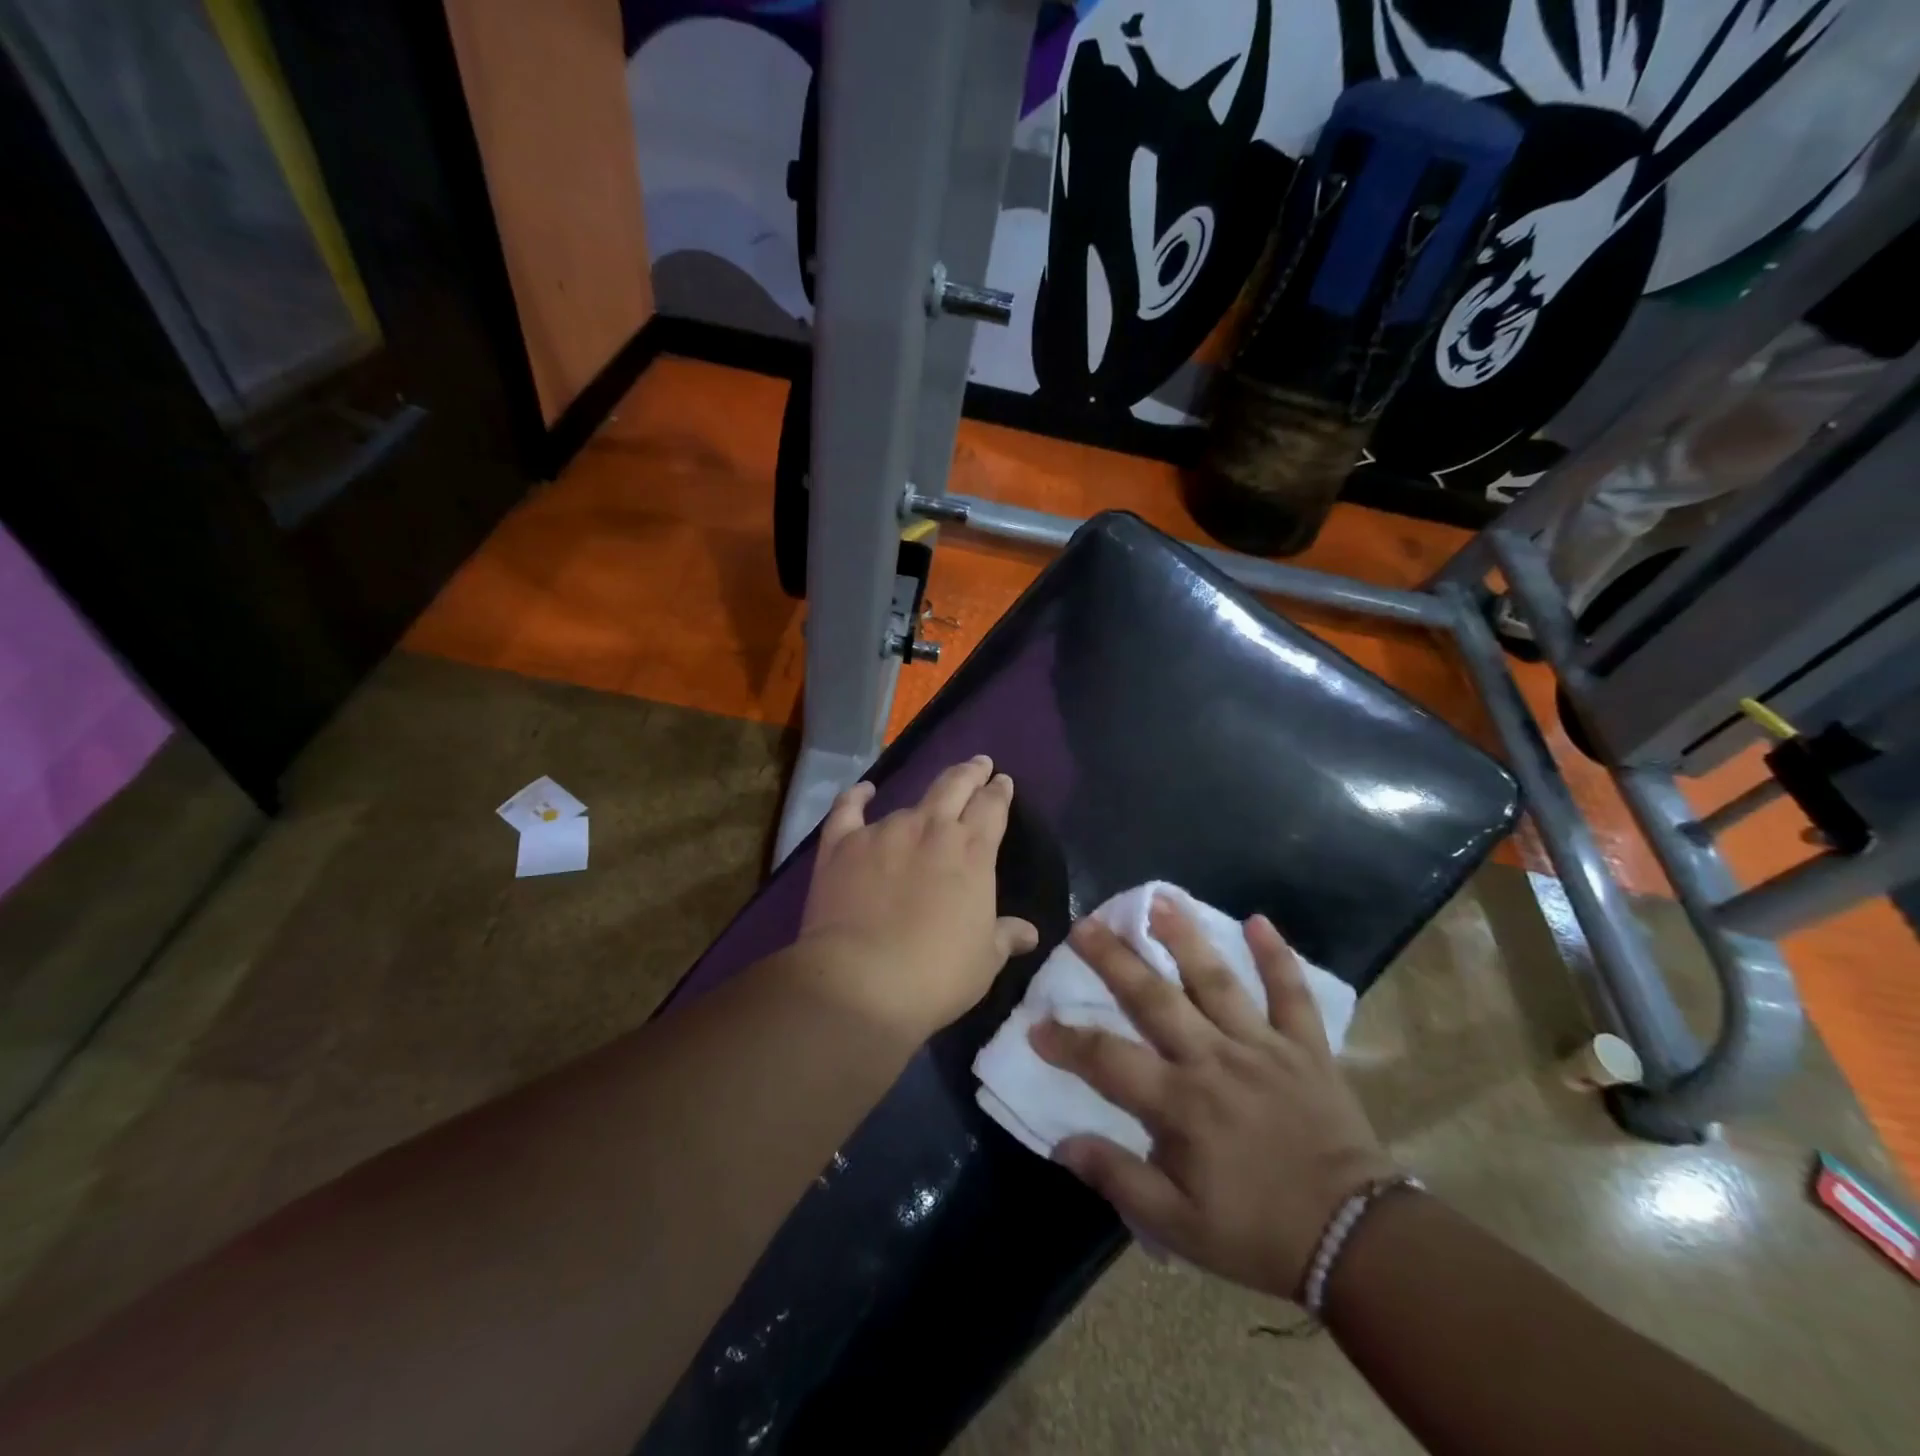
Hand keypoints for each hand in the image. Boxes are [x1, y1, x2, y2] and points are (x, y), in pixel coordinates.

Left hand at [796, 756, 1038, 1042]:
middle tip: (978, 764)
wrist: (859, 982)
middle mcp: (930, 829)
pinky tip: (864, 791)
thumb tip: (1029, 932)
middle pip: (955, 786)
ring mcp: (883, 832)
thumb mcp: (983, 961)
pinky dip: (856, 797)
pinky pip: (848, 810)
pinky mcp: (842, 844)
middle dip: (970, 773)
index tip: (1002, 781)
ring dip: (923, 800)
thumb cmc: (935, 975)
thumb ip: (1005, 936)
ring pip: (909, 802)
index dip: (999, 792)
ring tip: (927, 801)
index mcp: (972, 852)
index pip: (992, 807)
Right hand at [1030, 901, 1394, 1299]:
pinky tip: (1260, 920)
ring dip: (1185, 937)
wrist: (1357, 1242)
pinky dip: (1277, 956)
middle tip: (1084, 924)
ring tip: (1158, 899)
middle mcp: (1215, 1060)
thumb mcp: (1178, 1226)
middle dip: (1115, 959)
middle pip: (1155, 998)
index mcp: (1181, 1104)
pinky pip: (1292, 993)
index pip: (1108, 1060)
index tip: (1036, 1025)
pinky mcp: (1306, 1047)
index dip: (1067, 1041)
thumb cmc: (1258, 1233)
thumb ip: (1117, 1179)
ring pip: (1217, 980)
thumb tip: (1062, 1143)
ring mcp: (1263, 1046)